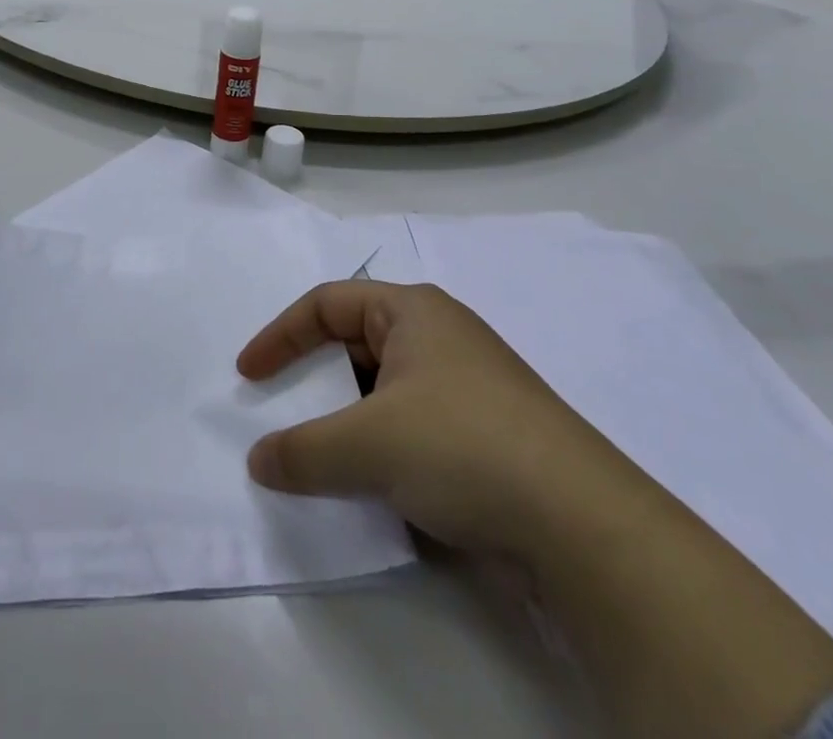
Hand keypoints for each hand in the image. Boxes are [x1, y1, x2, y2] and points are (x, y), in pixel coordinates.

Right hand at [238, 281, 642, 560]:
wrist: (585, 528)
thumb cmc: (463, 447)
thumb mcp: (367, 445)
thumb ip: (302, 451)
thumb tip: (258, 461)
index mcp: (413, 311)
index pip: (326, 304)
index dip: (280, 335)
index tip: (248, 376)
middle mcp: (440, 337)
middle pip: (355, 344)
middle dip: (314, 379)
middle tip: (281, 413)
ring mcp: (467, 388)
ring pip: (384, 392)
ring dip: (347, 420)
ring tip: (322, 457)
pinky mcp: (486, 436)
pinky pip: (413, 428)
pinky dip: (382, 449)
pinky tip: (374, 486)